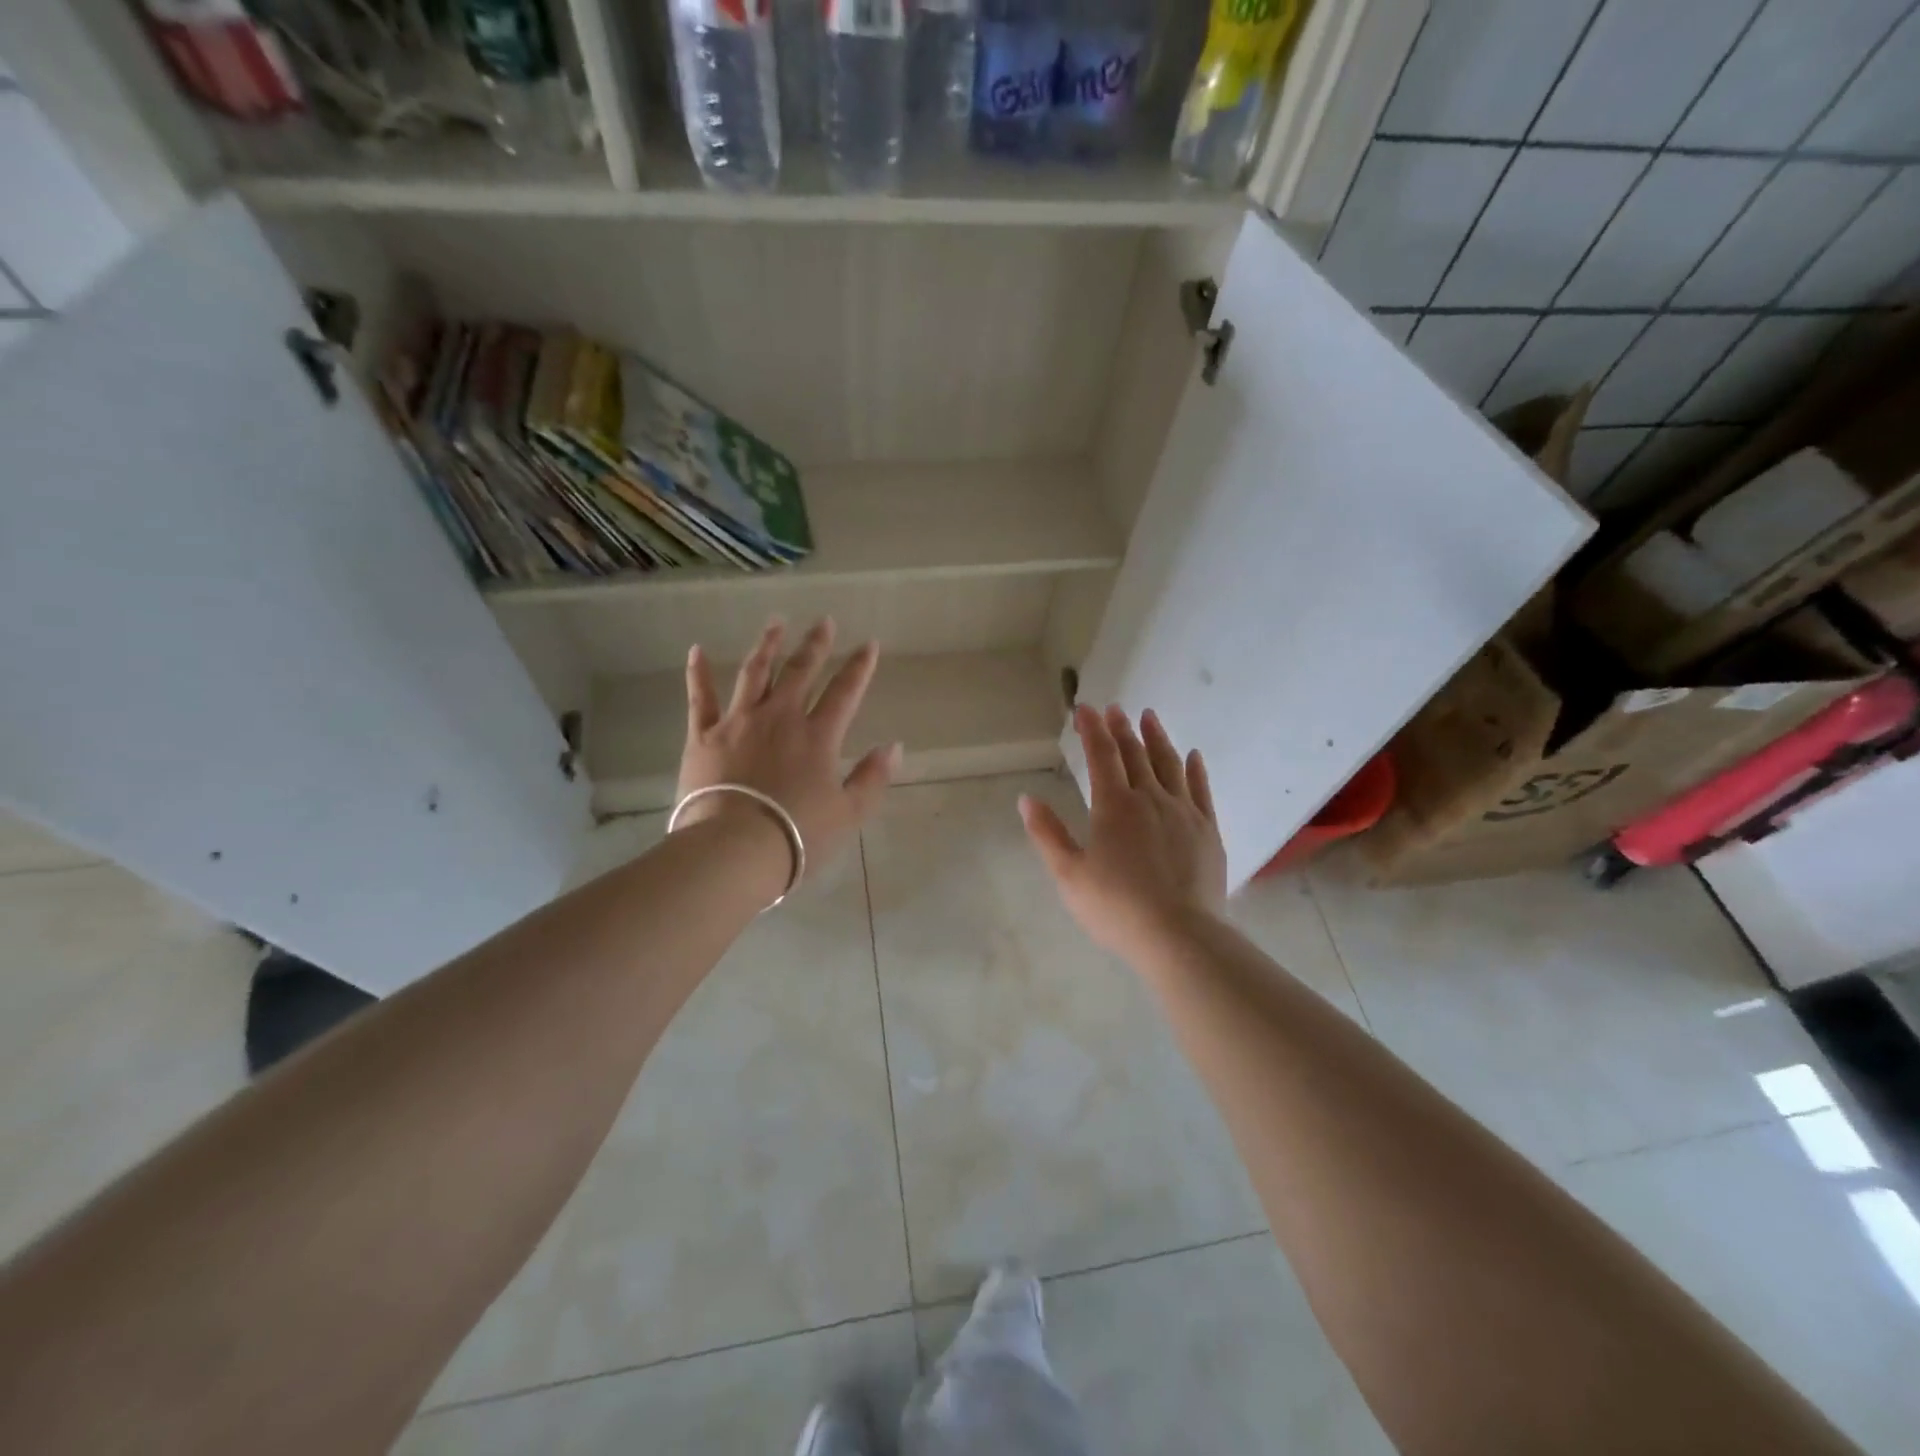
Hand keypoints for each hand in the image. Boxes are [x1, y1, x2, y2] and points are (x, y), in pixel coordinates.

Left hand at [678, 619, 900, 878]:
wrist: (734, 849)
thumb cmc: (797, 835)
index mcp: (818, 735)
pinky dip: (697, 673)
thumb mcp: (848, 813)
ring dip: (767, 646)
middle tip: (823, 621)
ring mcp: (738, 722)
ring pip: (754, 673)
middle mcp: (779, 717)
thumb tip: (893, 747)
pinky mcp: (703, 736)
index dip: (859, 666)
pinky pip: (700, 698)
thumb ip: (872, 778)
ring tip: (776, 623)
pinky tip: (696, 651)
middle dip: (815, 644)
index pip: (845, 691)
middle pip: (800, 672)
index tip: (868, 644)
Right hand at [1020, 704, 1226, 959]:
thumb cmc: (1116, 907)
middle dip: (1121, 728)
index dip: (1091, 729)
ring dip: (1157, 737)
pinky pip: (1201, 789)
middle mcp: (1150, 798)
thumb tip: (1027, 799)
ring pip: (1169, 764)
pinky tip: (1193, 756)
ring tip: (1149, 717)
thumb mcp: (1069, 875)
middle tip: (1115, 709)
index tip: (1084, 708)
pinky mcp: (1207, 830)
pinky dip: (1195, 768)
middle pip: (1135, 753)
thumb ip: (1047, 834)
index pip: (1101, 755)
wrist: (1179, 935)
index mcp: (1114, 806)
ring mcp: (1184, 812)